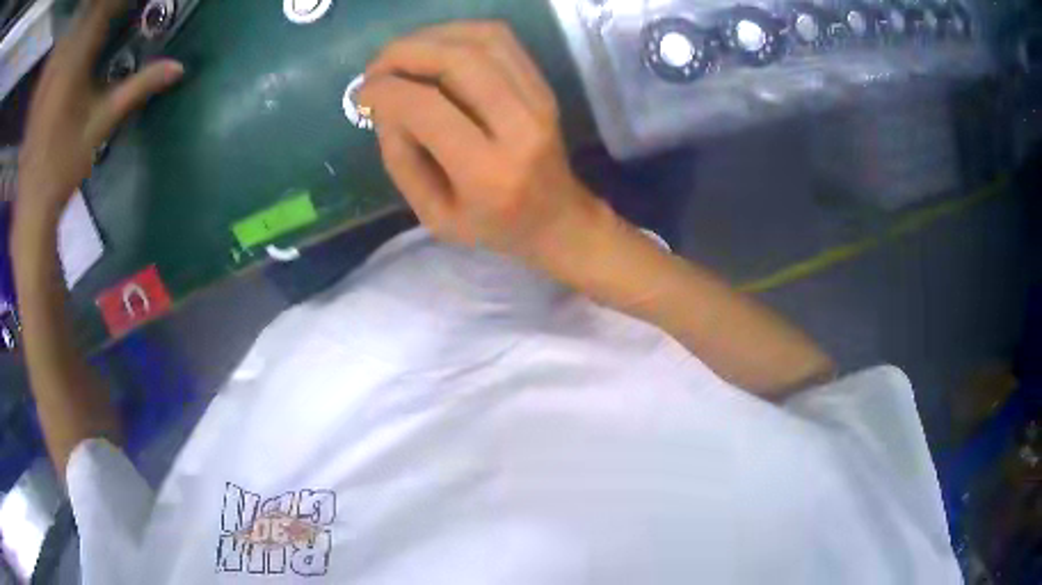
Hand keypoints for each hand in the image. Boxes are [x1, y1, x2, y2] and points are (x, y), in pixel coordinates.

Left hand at [17, 0, 182, 222]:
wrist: (32, 200)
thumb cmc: (65, 165)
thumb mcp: (102, 124)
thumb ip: (137, 88)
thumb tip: (179, 68)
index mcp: (74, 64)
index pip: (103, 10)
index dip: (120, 2)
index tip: (135, 2)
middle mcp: (60, 61)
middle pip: (88, 14)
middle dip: (104, 8)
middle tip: (118, 11)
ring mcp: (49, 73)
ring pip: (73, 27)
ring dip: (89, 18)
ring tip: (102, 22)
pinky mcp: (42, 85)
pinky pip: (60, 47)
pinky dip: (71, 36)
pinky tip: (77, 39)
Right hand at [357, 22, 605, 270]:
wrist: (557, 219)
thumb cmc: (492, 227)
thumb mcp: (433, 215)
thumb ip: (401, 160)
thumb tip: (382, 104)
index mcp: (489, 172)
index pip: (428, 109)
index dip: (386, 91)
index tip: (362, 94)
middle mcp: (520, 127)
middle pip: (459, 61)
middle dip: (404, 53)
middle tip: (375, 68)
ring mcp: (539, 100)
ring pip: (482, 40)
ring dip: (430, 37)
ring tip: (400, 56)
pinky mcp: (543, 85)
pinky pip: (500, 39)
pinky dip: (459, 33)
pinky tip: (434, 48)